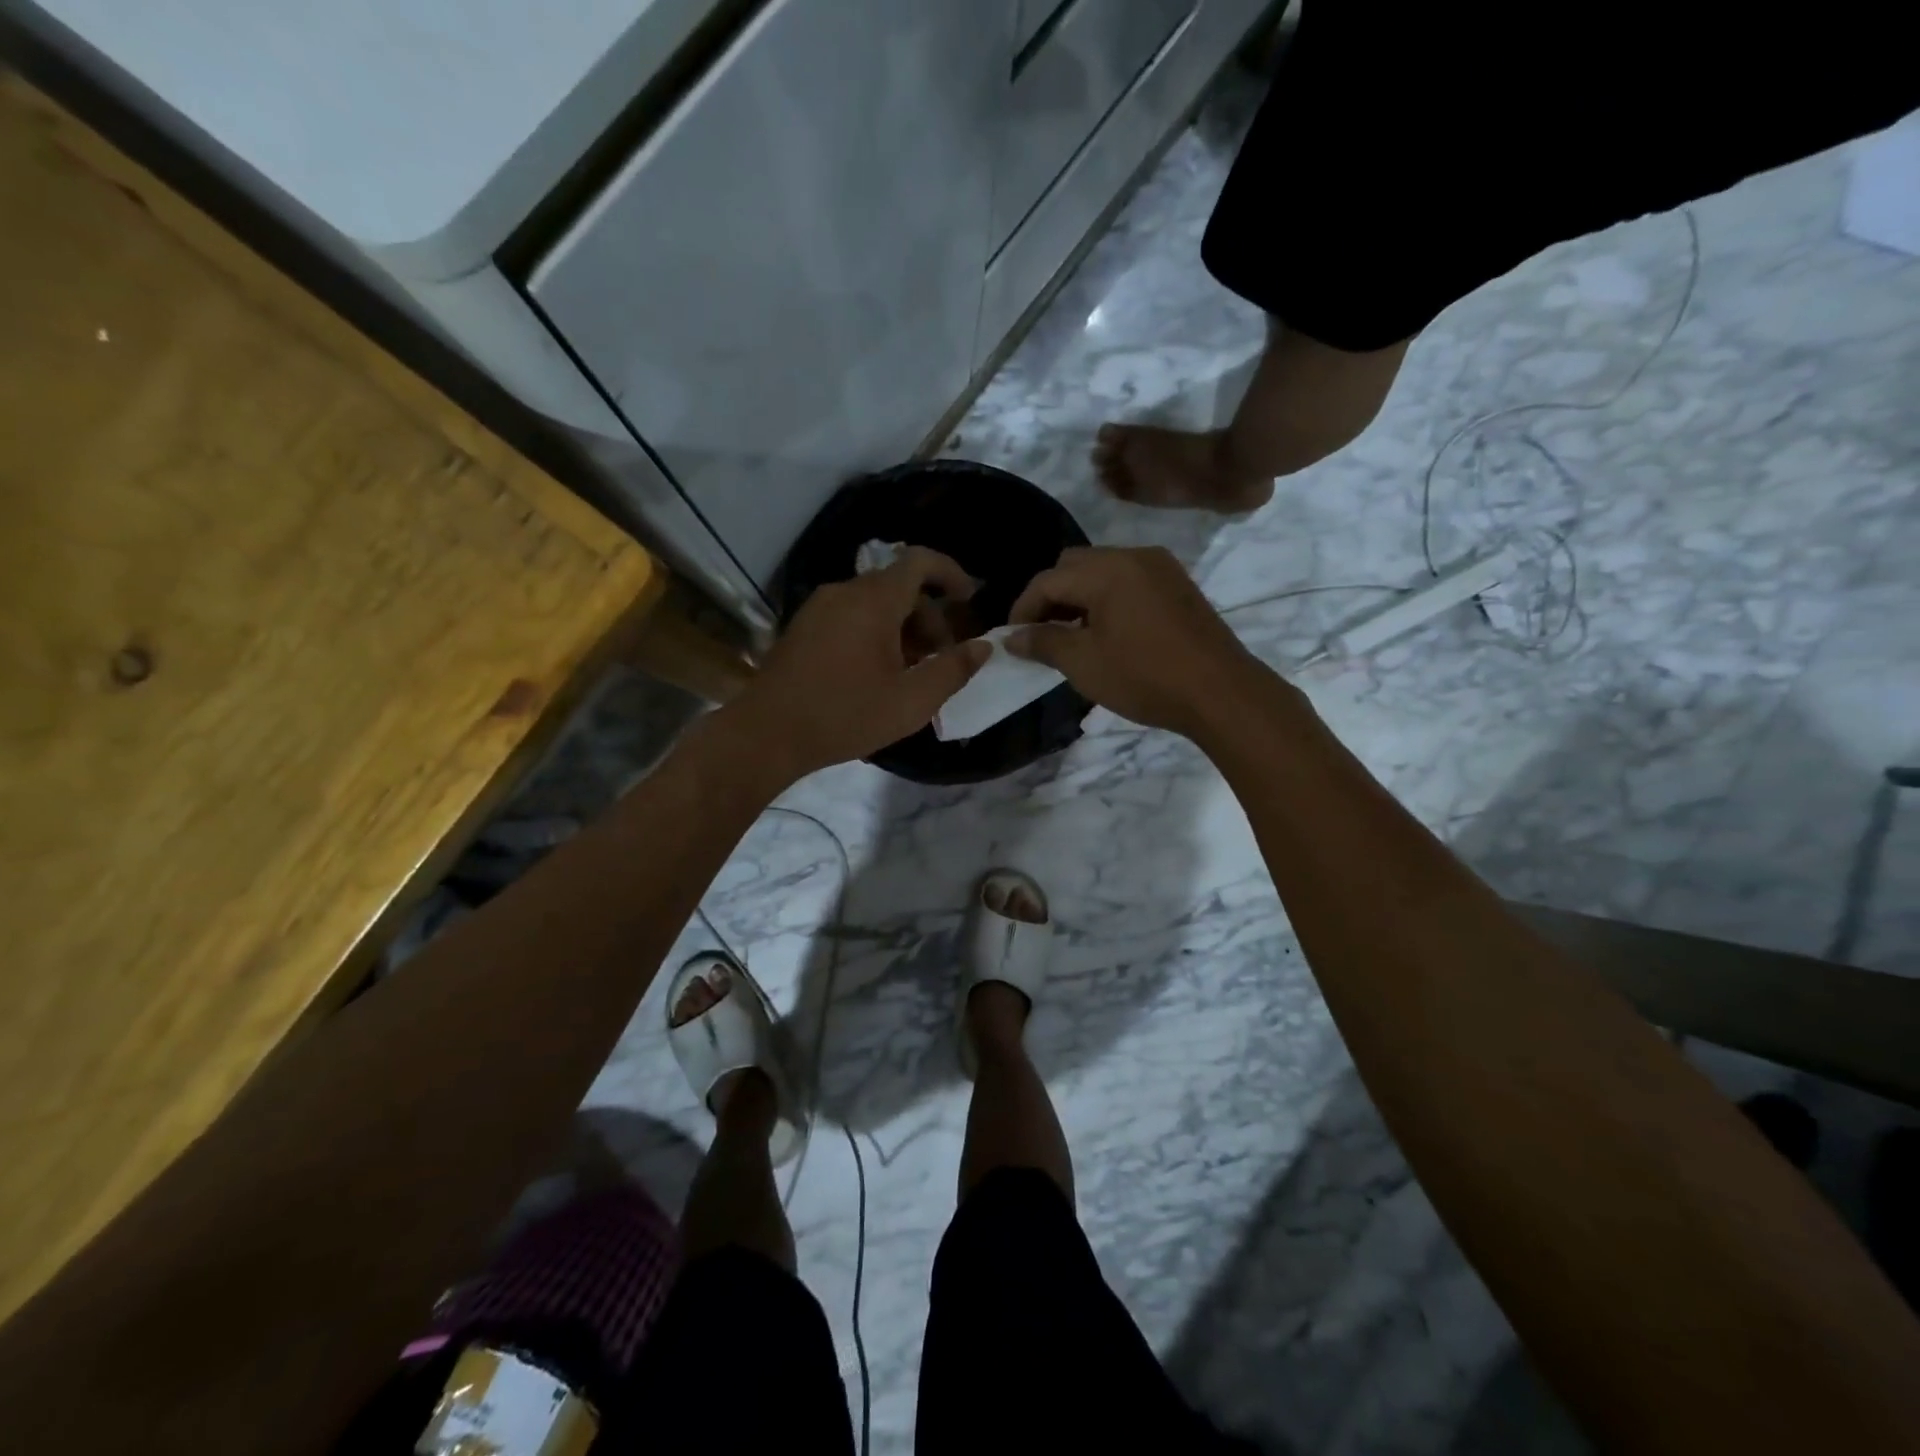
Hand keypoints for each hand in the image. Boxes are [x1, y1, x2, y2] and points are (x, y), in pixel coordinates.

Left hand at [727, 547, 990, 781]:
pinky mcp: (803, 627)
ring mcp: (819, 608)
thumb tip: (983, 646)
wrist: (766, 734)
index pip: (920, 562)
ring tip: (912, 671)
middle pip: (899, 586)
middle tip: (942, 658)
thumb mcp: (911, 701)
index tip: (969, 601)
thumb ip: (953, 670)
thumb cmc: (845, 715)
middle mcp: (844, 591)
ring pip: (874, 603)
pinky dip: (875, 632)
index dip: (951, 574)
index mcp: (873, 600)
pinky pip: (850, 616)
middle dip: (929, 616)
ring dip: (903, 628)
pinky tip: (878, 673)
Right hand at [1006, 545, 1271, 737]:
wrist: (1221, 692)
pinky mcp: (1178, 585)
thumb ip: (1043, 642)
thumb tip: (1012, 637)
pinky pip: (1129, 580)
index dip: (1023, 609)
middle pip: (1074, 565)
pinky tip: (1108, 633)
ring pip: (1103, 571)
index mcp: (1107, 569)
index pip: (1048, 579)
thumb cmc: (1145, 677)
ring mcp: (1161, 568)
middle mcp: (1133, 556)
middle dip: (1051, 597)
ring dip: (1080, 598)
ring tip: (1073, 637)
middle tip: (1042, 635)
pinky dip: (1108, 599)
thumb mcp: (1084, 663)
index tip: (1012, 639)